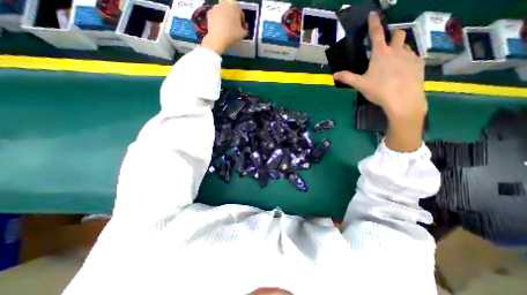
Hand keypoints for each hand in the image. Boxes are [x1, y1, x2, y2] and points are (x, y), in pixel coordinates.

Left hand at [201, 1, 248, 53]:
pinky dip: (218, 21)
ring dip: (225, 18)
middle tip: (234, 28)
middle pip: (231, 10)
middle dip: (233, 18)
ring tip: (227, 29)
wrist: (217, 39)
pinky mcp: (209, 12)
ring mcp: (215, 6)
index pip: (241, 13)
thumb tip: (244, 28)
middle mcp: (225, 3)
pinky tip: (220, 29)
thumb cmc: (232, 35)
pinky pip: (216, 16)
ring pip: (223, 12)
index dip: (242, 22)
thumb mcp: (243, 34)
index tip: (242, 29)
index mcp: (235, 6)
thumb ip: (245, 29)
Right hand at [332, 10, 427, 150]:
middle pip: (398, 34)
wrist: (403, 100)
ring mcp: (410, 56)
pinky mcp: (419, 64)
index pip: (376, 34)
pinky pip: (413, 56)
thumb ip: (347, 78)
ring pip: (406, 45)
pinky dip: (407, 60)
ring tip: (393, 62)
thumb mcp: (360, 84)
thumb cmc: (379, 90)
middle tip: (386, 47)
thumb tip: (334, 75)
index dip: (373, 23)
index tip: (373, 14)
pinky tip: (402, 71)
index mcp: (380, 54)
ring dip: (400, 49)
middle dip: (392, 36)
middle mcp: (397, 50)